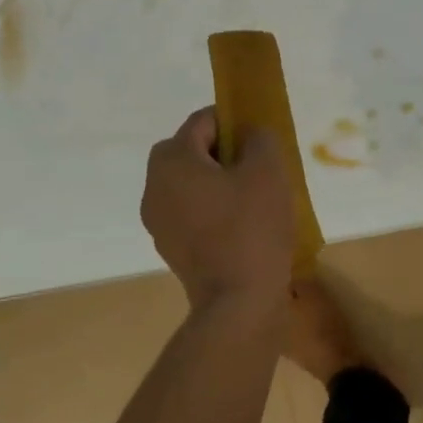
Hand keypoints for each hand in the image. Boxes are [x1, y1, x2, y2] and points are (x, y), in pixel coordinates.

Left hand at [140, 107, 294, 306]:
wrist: (238, 301)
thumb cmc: (252, 228)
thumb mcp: (268, 171)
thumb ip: (260, 138)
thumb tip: (250, 134)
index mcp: (172, 161)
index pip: (202, 121)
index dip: (234, 121)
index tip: (261, 138)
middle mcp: (154, 186)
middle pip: (190, 152)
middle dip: (224, 152)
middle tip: (258, 167)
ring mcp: (157, 221)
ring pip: (190, 184)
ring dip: (218, 182)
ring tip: (254, 198)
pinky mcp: (170, 247)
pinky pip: (191, 212)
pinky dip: (213, 209)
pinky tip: (243, 226)